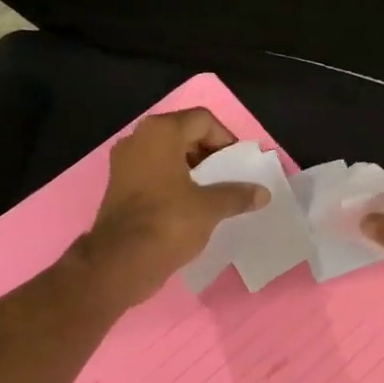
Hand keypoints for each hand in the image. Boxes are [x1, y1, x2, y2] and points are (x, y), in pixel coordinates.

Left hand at [75, 109, 266, 306]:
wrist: (120, 262)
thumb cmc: (168, 223)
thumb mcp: (210, 208)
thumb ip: (237, 195)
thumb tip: (263, 193)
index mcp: (160, 132)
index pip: (202, 120)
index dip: (226, 139)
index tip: (238, 165)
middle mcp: (138, 139)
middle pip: (184, 134)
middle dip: (210, 154)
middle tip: (229, 178)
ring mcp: (125, 163)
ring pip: (168, 155)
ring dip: (192, 170)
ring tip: (213, 193)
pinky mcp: (119, 186)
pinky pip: (154, 174)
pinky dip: (174, 182)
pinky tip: (190, 205)